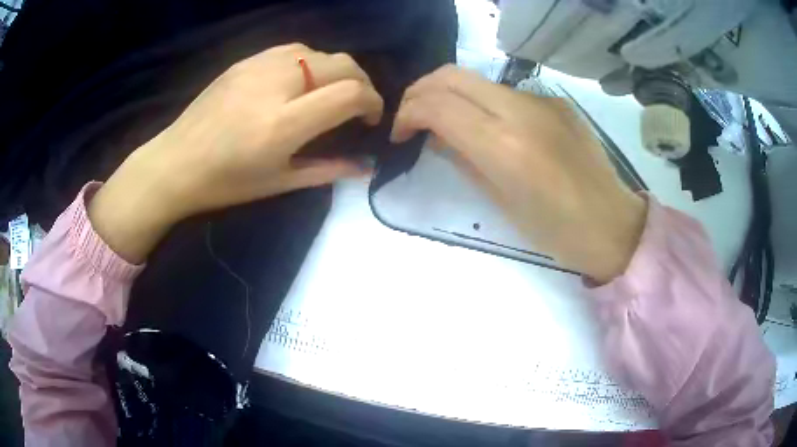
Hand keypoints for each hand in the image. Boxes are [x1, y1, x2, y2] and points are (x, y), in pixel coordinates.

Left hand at [89, 43, 383, 263]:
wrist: (175, 163)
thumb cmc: (225, 182)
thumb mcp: (279, 182)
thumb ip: (328, 169)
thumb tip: (366, 164)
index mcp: (284, 123)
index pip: (350, 93)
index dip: (373, 103)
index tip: (369, 119)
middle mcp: (276, 84)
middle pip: (342, 64)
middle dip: (362, 83)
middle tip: (356, 106)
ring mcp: (259, 66)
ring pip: (319, 52)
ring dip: (335, 71)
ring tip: (326, 94)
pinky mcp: (246, 60)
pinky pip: (293, 50)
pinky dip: (309, 63)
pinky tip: (298, 82)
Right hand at [391, 65, 645, 282]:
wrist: (613, 225)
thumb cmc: (556, 232)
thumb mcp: (500, 202)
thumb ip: (462, 159)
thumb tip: (436, 135)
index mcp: (504, 146)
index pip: (437, 105)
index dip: (407, 114)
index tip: (400, 135)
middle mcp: (521, 111)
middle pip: (451, 75)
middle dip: (421, 92)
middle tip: (413, 118)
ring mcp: (542, 101)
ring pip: (477, 80)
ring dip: (451, 95)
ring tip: (447, 123)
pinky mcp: (556, 101)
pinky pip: (506, 92)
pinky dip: (483, 103)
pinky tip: (491, 127)